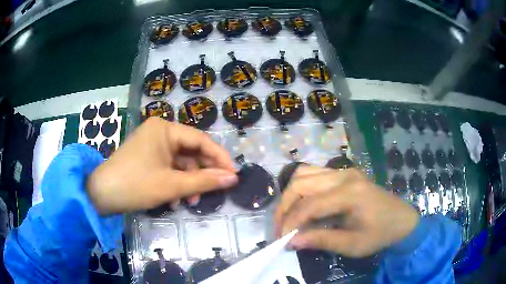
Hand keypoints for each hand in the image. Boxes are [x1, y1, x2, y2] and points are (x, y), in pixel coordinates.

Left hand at [87, 117, 237, 214]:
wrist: (101, 194)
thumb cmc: (136, 185)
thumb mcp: (172, 185)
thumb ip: (205, 181)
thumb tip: (233, 178)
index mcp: (165, 129)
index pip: (200, 140)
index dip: (219, 158)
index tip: (233, 175)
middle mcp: (159, 132)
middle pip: (190, 151)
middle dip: (201, 173)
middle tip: (213, 191)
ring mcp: (151, 144)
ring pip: (179, 162)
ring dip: (188, 181)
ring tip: (190, 201)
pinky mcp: (146, 157)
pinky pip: (168, 167)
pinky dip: (174, 182)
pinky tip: (175, 198)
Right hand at [275, 166, 418, 256]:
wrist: (401, 220)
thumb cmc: (380, 234)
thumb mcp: (352, 245)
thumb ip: (321, 240)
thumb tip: (291, 241)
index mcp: (351, 193)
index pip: (310, 205)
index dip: (291, 222)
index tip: (282, 240)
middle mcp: (344, 175)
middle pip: (301, 182)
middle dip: (285, 206)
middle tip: (280, 228)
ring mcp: (344, 171)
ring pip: (304, 173)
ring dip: (291, 195)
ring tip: (288, 216)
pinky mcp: (343, 173)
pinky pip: (313, 174)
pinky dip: (301, 188)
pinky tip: (302, 204)